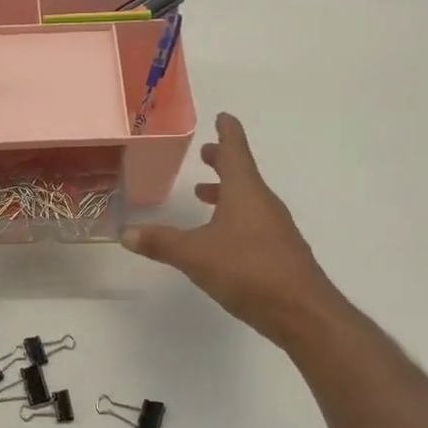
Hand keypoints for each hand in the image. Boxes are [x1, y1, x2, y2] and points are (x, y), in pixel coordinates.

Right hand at [122, 113, 336, 343]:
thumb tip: (125, 233)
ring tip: (203, 194)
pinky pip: (252, 222)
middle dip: (223, 162)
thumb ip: (161, 243)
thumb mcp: (195, 255)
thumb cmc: (248, 270)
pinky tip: (219, 237)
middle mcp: (263, 204)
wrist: (301, 311)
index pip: (236, 151)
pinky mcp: (278, 252)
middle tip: (207, 154)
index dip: (227, 132)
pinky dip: (234, 217)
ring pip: (248, 200)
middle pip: (243, 174)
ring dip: (227, 192)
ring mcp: (274, 228)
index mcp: (246, 192)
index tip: (223, 116)